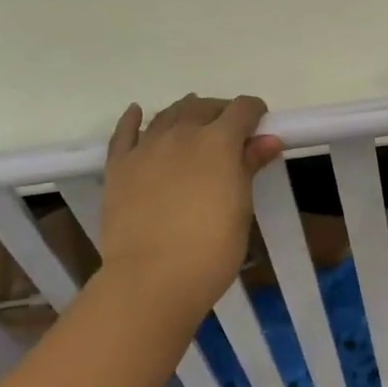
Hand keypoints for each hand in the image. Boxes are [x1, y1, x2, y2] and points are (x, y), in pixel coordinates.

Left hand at [97, 94, 283, 322]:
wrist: (151, 279)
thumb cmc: (210, 249)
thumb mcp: (241, 208)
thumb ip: (250, 167)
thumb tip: (268, 139)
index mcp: (218, 141)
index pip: (241, 109)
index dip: (254, 113)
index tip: (260, 126)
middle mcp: (181, 133)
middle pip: (203, 107)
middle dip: (220, 112)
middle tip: (228, 132)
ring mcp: (146, 147)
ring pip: (167, 114)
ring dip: (185, 113)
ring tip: (192, 122)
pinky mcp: (118, 166)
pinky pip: (124, 133)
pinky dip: (132, 119)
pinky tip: (137, 112)